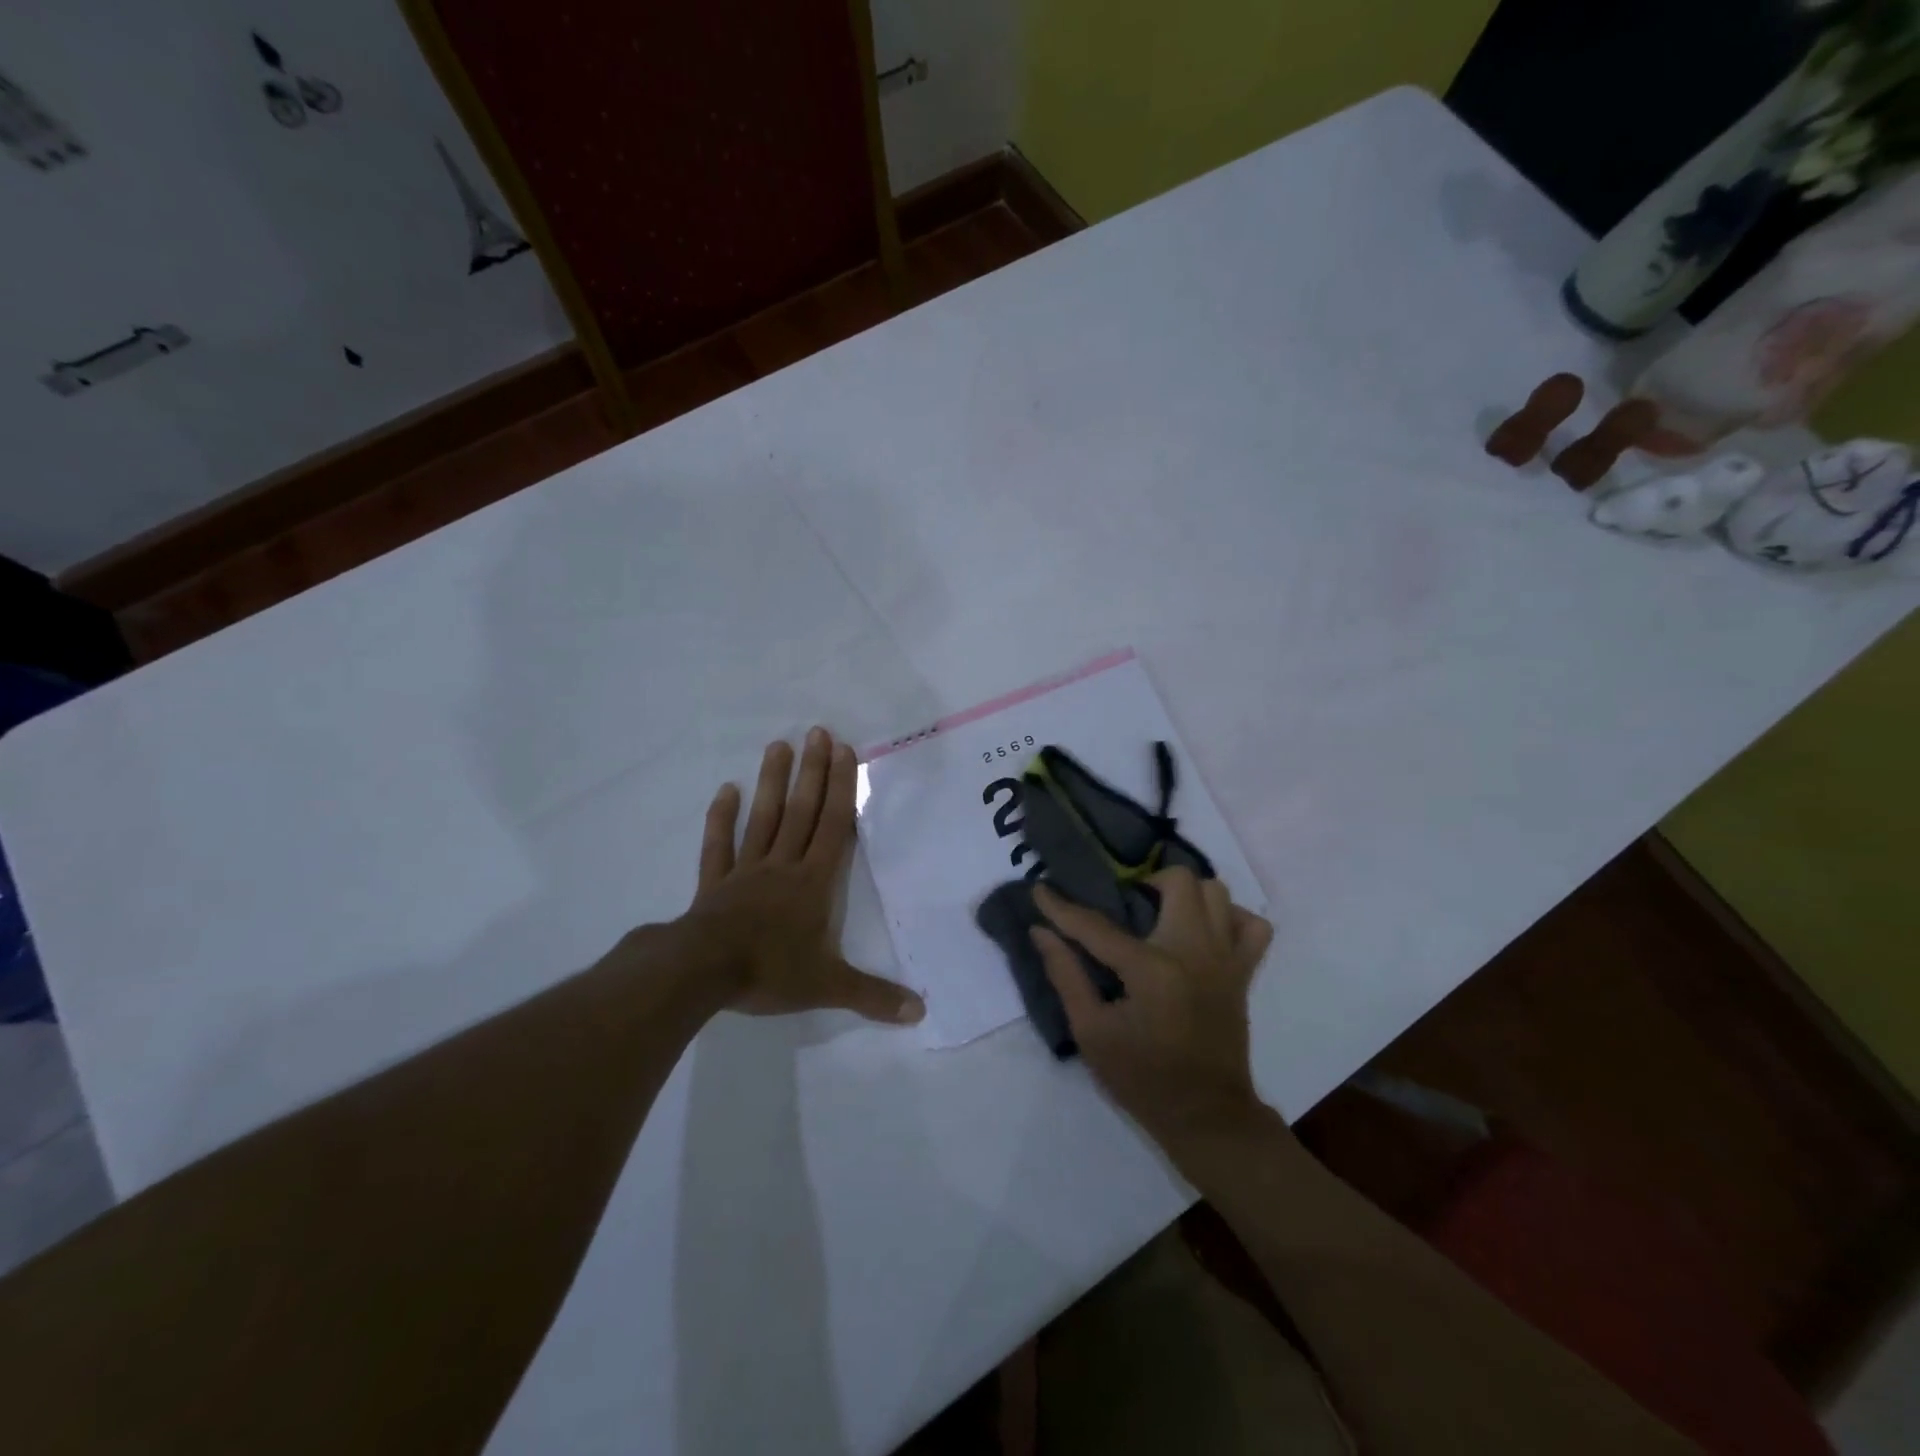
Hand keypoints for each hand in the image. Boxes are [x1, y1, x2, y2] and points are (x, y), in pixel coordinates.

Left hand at [682, 728, 924, 1025]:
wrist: (703, 972)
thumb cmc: (770, 971)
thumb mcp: (828, 986)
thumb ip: (873, 995)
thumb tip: (921, 1012)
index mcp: (813, 883)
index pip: (834, 827)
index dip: (841, 789)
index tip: (844, 751)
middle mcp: (783, 866)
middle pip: (801, 811)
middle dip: (812, 772)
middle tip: (818, 731)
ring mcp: (746, 870)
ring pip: (764, 818)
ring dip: (772, 782)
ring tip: (779, 745)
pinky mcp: (715, 883)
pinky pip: (719, 846)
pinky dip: (721, 818)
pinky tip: (726, 790)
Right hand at [1031, 870, 1271, 1150]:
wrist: (1206, 1117)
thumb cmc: (1142, 1079)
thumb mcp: (1091, 1032)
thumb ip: (1066, 975)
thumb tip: (1041, 932)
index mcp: (1151, 969)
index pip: (1097, 925)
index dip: (1062, 907)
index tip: (1040, 888)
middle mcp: (1194, 951)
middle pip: (1177, 882)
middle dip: (1143, 882)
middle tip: (1124, 904)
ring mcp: (1226, 959)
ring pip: (1217, 892)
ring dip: (1186, 893)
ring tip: (1161, 913)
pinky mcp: (1243, 973)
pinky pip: (1252, 926)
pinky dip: (1230, 917)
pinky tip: (1205, 931)